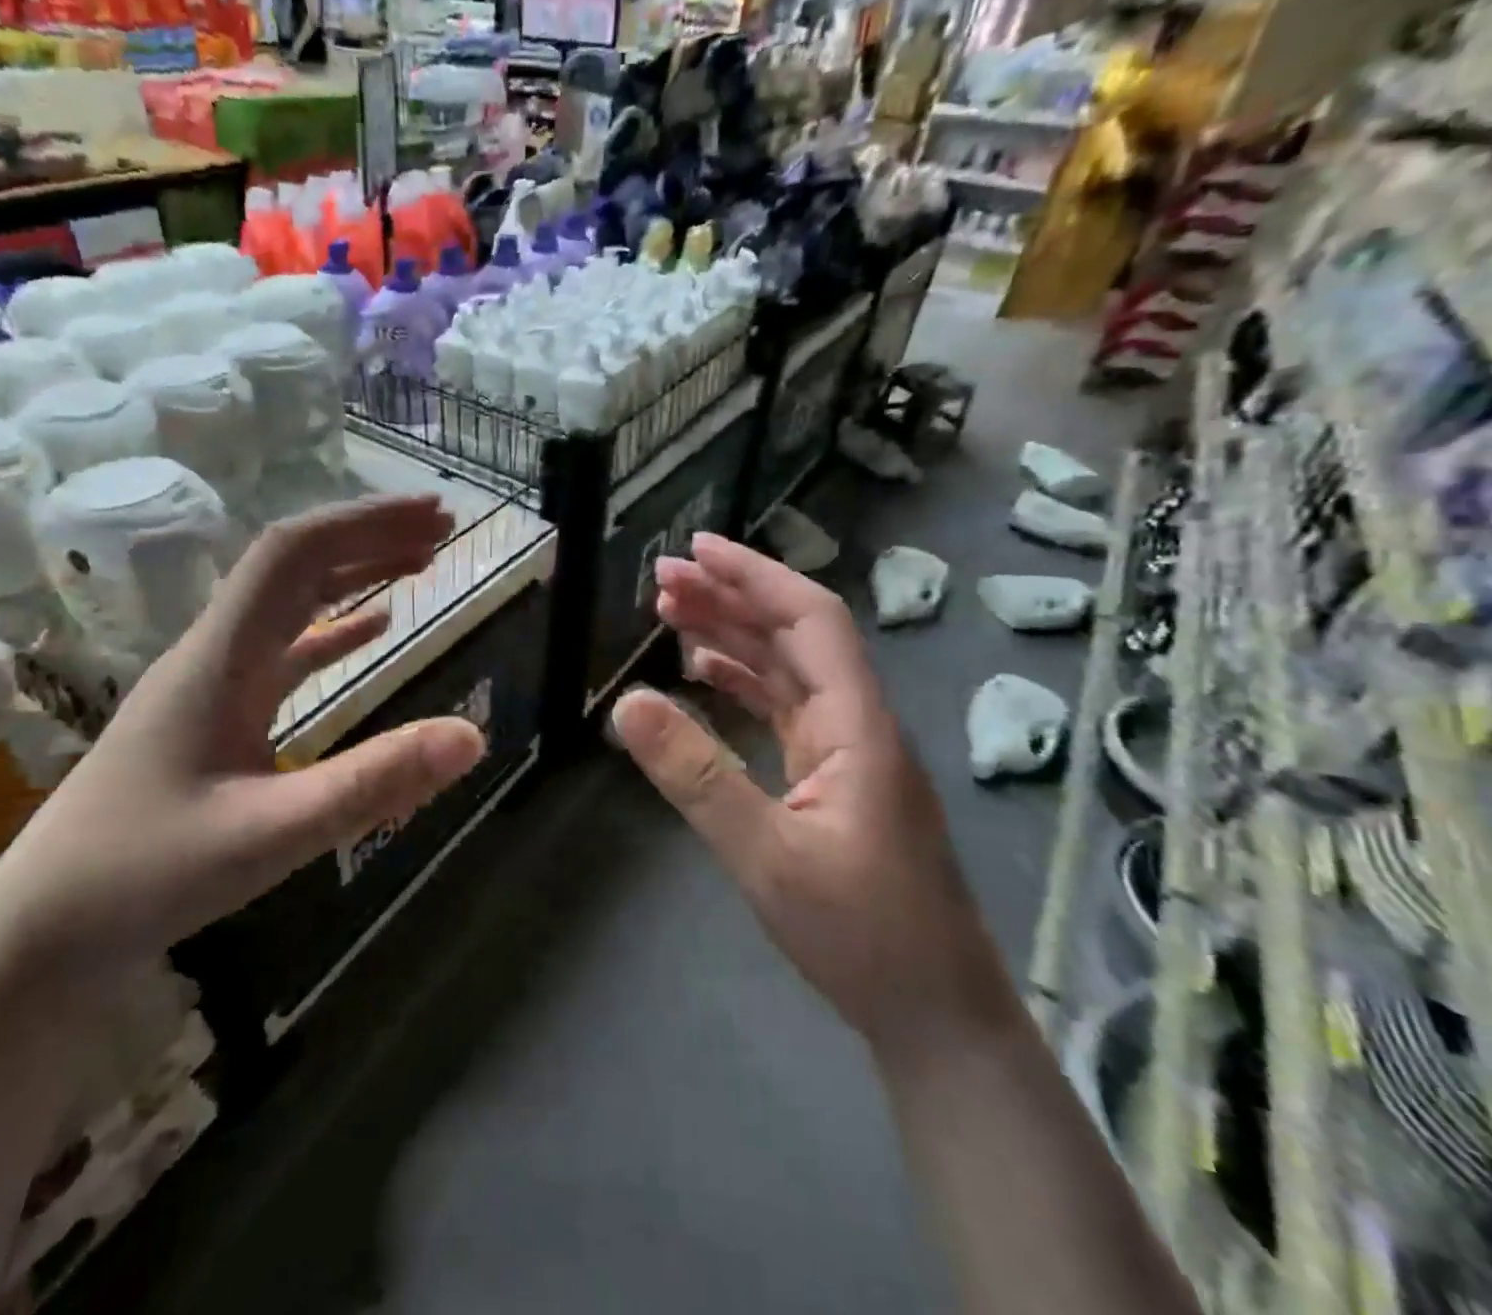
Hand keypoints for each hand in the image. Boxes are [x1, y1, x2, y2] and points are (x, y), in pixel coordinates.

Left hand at [0, 496, 487, 990]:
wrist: (45, 927)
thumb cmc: (146, 874)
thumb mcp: (271, 835)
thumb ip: (373, 784)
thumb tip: (472, 736)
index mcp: (221, 657)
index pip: (295, 554)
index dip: (366, 523)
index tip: (431, 514)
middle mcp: (216, 652)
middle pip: (297, 565)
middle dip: (371, 536)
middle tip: (442, 528)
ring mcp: (215, 681)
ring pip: (293, 602)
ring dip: (356, 573)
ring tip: (421, 562)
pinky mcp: (218, 714)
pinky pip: (286, 651)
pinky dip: (335, 629)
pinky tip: (374, 629)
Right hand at [611, 533, 1005, 1042]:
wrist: (935, 1013)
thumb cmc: (862, 936)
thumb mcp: (765, 856)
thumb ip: (696, 776)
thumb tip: (626, 703)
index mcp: (856, 724)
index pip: (810, 619)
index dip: (755, 575)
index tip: (697, 548)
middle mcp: (856, 722)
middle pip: (794, 635)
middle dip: (731, 596)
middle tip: (663, 577)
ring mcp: (847, 750)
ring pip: (787, 669)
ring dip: (733, 634)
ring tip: (671, 612)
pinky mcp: (834, 777)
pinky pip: (783, 708)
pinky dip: (741, 681)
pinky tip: (703, 674)